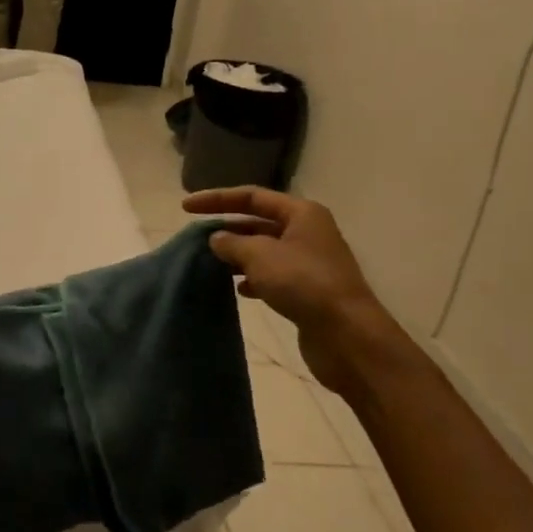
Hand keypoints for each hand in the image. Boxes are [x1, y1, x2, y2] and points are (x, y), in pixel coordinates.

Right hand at [184, 188, 388, 398]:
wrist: (347, 335)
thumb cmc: (304, 283)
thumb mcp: (260, 256)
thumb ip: (232, 243)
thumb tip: (217, 238)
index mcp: (301, 213)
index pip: (252, 196)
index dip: (217, 199)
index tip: (185, 208)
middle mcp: (308, 232)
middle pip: (258, 222)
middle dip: (228, 228)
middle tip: (195, 238)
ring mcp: (310, 262)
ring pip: (264, 250)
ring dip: (238, 255)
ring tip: (211, 263)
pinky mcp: (308, 290)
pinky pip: (273, 275)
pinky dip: (253, 279)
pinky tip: (239, 290)